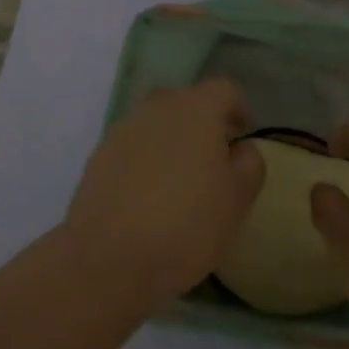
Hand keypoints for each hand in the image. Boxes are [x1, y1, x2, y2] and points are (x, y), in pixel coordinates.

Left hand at [64, 79, 265, 314]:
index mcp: (196, 108)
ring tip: (178, 181)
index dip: (238, 109)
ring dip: (171, 141)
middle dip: (202, 123)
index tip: (242, 137)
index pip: (225, 89)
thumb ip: (250, 164)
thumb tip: (241, 148)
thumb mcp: (237, 199)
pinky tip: (148, 197)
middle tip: (212, 160)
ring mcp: (124, 128)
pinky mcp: (99, 155)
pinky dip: (144, 161)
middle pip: (187, 101)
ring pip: (157, 123)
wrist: (109, 259)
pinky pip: (133, 147)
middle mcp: (159, 106)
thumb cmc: (186, 224)